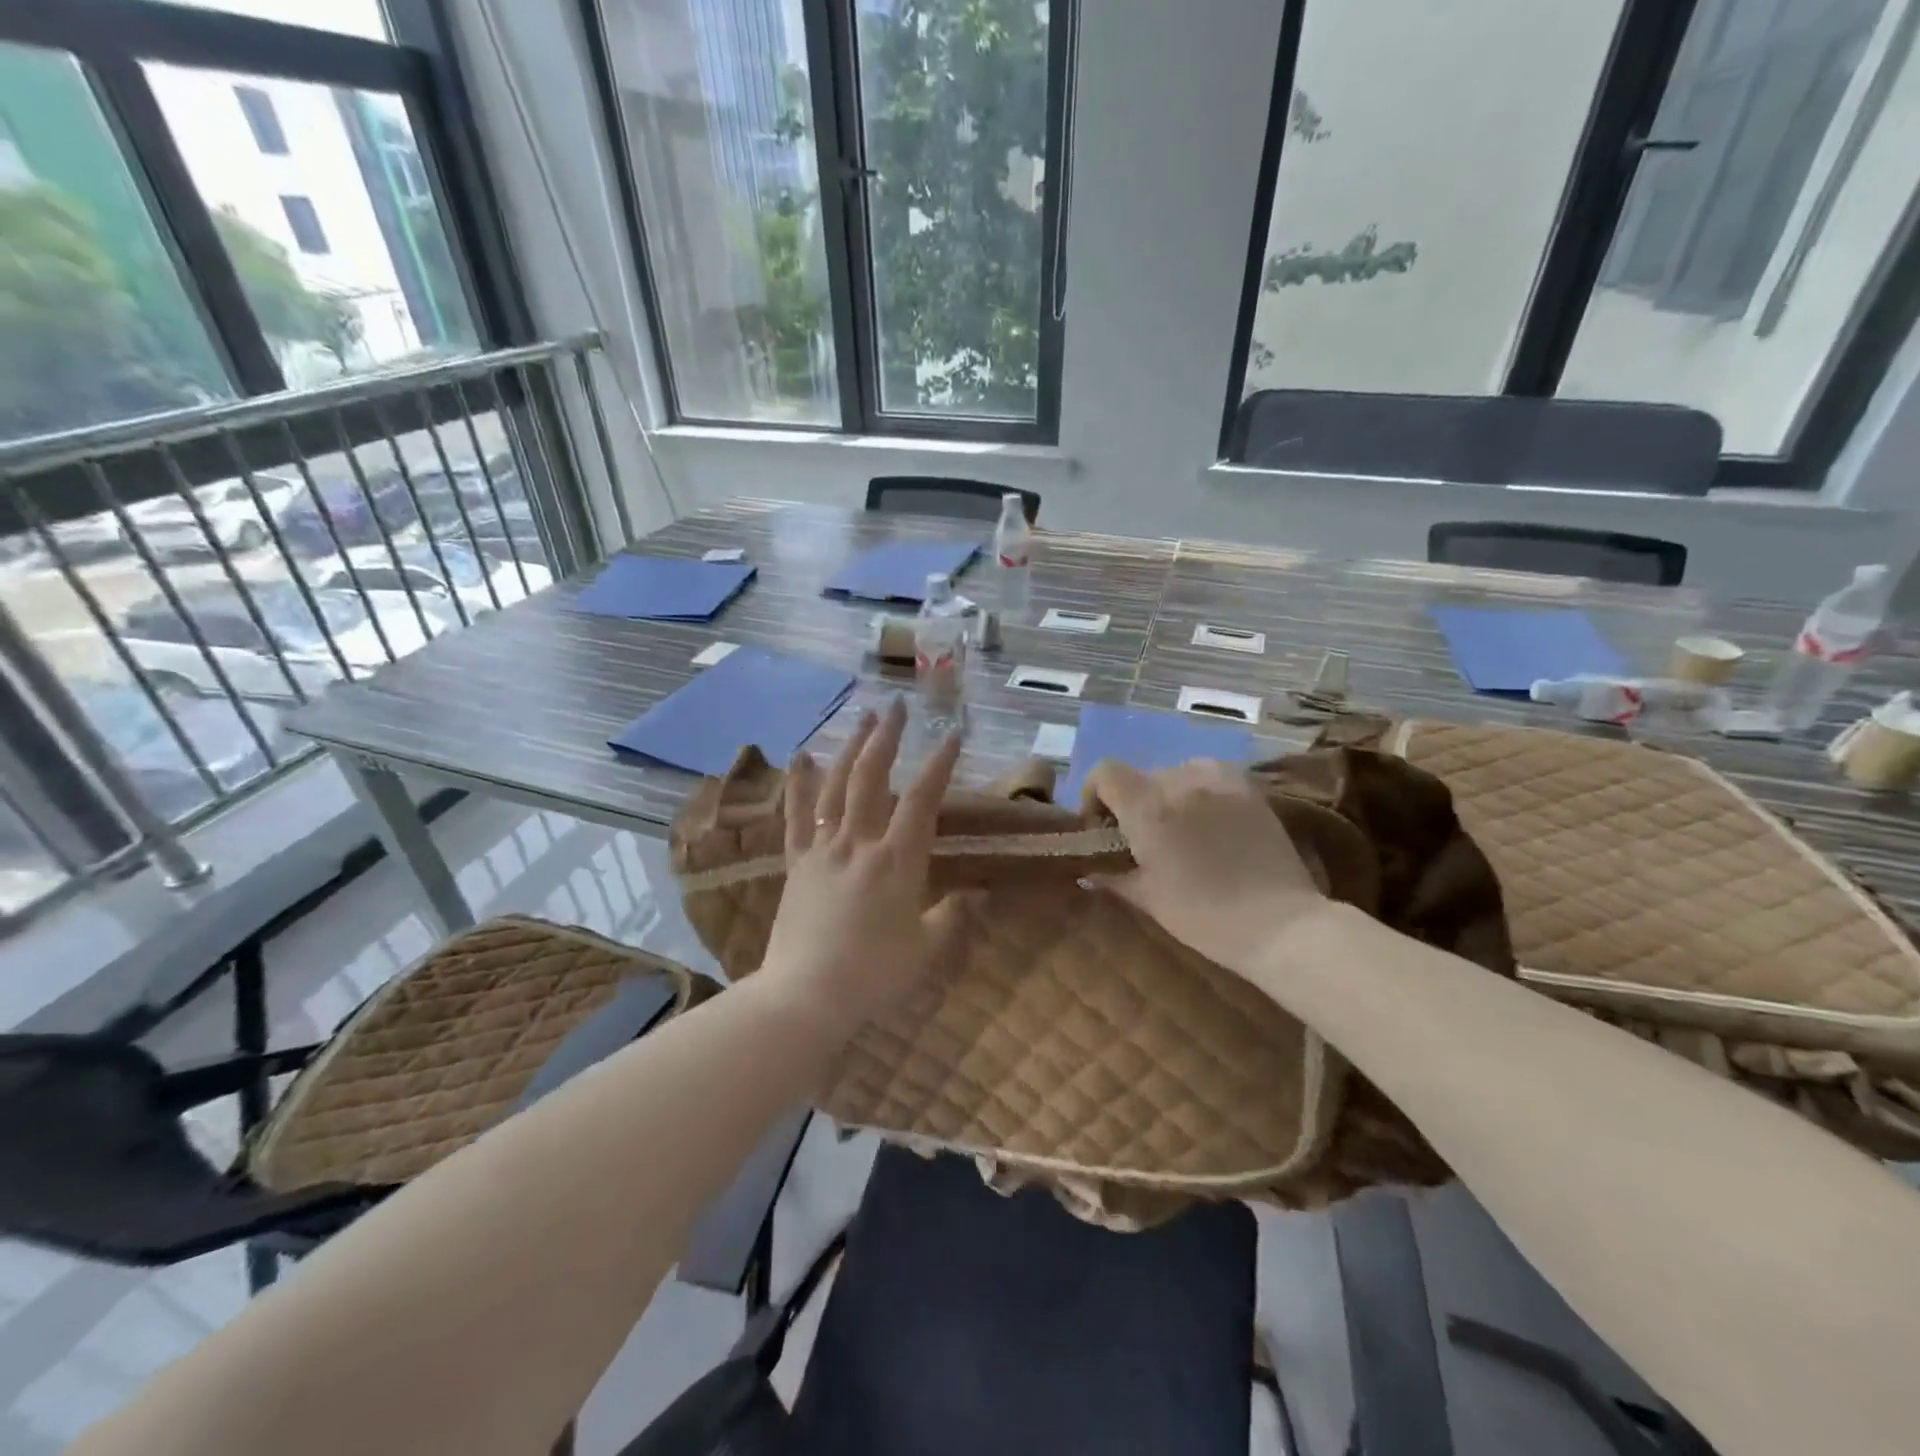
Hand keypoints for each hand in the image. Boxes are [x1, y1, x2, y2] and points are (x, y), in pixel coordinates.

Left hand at [756, 698, 972, 1032]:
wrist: (805, 995)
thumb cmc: (873, 975)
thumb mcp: (926, 950)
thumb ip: (954, 917)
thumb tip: (979, 893)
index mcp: (897, 861)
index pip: (922, 800)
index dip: (939, 764)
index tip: (952, 734)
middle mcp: (859, 843)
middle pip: (873, 778)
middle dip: (887, 738)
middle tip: (897, 707)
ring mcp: (823, 850)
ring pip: (836, 786)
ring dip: (851, 748)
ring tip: (862, 717)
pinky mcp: (796, 863)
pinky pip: (797, 817)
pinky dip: (800, 784)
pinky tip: (802, 756)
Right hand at [1088, 758, 1329, 975]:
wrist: (1279, 923)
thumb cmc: (1204, 915)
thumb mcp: (1149, 900)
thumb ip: (1114, 878)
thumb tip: (1089, 872)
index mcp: (1147, 808)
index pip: (1105, 772)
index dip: (1094, 792)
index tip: (1100, 823)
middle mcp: (1180, 782)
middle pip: (1141, 775)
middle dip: (1133, 802)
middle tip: (1141, 837)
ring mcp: (1219, 781)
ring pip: (1176, 772)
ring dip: (1167, 794)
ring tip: (1179, 826)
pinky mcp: (1249, 788)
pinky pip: (1211, 774)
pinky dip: (1200, 788)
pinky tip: (1209, 817)